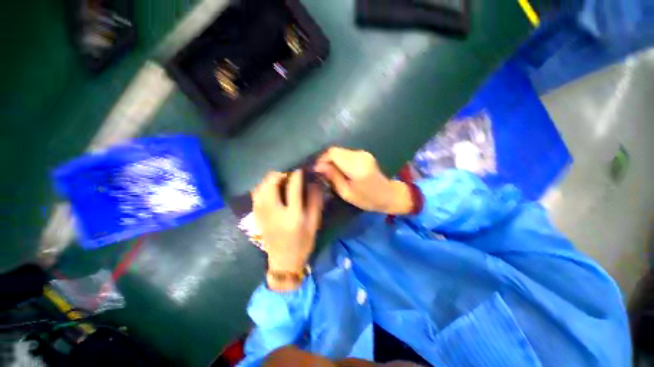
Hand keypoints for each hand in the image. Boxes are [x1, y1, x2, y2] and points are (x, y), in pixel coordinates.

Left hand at [252, 170, 323, 289]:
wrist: (284, 261)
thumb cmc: (303, 242)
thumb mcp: (314, 223)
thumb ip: (315, 201)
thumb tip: (313, 182)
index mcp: (292, 215)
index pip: (293, 187)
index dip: (297, 174)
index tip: (300, 168)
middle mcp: (274, 212)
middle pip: (271, 183)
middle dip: (280, 173)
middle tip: (289, 172)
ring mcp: (262, 213)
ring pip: (261, 186)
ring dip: (271, 179)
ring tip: (281, 178)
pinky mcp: (256, 215)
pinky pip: (256, 194)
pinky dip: (263, 186)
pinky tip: (271, 187)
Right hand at [314, 147, 412, 214]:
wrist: (388, 194)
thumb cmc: (367, 199)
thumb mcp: (346, 193)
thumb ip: (333, 177)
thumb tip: (318, 166)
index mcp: (357, 167)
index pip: (333, 154)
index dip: (322, 159)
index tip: (317, 170)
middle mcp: (360, 156)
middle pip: (335, 150)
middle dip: (326, 160)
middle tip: (322, 173)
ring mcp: (363, 153)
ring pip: (340, 151)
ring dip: (332, 160)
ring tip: (330, 173)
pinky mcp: (364, 153)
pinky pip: (345, 153)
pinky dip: (339, 160)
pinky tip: (340, 170)